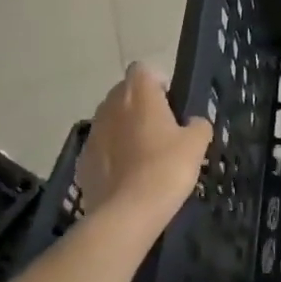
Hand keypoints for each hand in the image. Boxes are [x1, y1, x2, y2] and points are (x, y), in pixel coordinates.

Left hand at [78, 64, 211, 226]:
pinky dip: (113, 154)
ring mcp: (93, 133)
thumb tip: (192, 123)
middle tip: (162, 131)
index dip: (158, 83)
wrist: (128, 212)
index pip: (143, 69)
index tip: (171, 105)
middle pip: (124, 93)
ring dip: (125, 129)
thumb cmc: (167, 168)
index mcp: (138, 94)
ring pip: (111, 120)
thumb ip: (198, 125)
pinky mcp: (82, 159)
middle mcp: (110, 105)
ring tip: (144, 155)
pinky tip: (128, 176)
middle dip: (140, 105)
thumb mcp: (197, 144)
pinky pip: (101, 147)